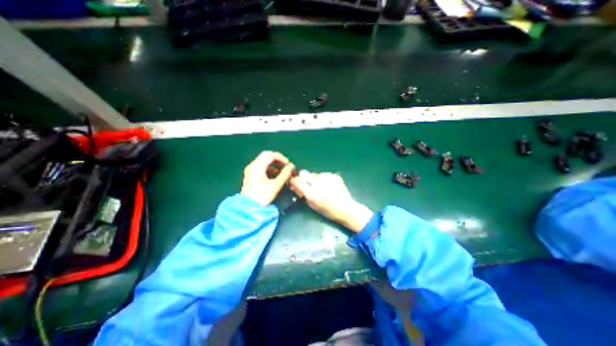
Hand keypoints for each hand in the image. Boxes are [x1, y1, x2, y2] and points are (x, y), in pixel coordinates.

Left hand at [240, 150, 295, 204]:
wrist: (248, 208)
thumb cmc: (262, 196)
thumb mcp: (275, 185)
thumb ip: (285, 174)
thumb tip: (292, 166)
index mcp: (257, 166)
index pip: (270, 155)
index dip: (281, 158)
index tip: (289, 164)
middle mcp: (253, 165)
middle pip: (266, 156)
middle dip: (278, 159)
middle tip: (286, 166)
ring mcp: (251, 170)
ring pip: (264, 161)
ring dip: (274, 164)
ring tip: (283, 172)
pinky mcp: (251, 175)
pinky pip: (261, 167)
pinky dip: (269, 168)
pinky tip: (276, 176)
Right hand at [291, 171, 371, 232]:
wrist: (346, 208)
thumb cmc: (328, 211)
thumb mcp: (312, 205)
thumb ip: (302, 194)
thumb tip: (294, 185)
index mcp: (312, 194)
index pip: (297, 181)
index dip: (294, 181)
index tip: (294, 183)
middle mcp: (319, 184)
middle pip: (304, 173)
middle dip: (303, 177)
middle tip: (307, 183)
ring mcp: (327, 178)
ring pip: (314, 174)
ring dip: (314, 179)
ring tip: (321, 187)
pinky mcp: (334, 176)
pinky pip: (324, 174)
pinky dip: (323, 179)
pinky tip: (329, 186)